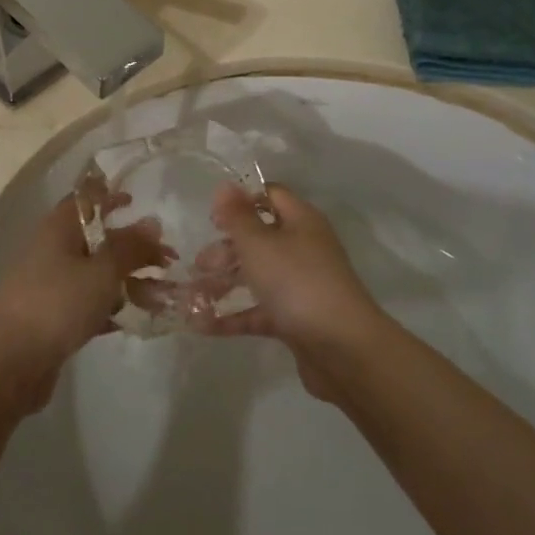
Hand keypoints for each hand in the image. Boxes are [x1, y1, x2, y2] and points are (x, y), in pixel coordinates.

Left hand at [0, 194, 167, 412]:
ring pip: (97, 273)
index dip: (110, 196)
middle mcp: (53, 250)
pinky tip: (138, 318)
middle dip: (133, 248)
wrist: (10, 362)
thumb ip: (129, 248)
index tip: (136, 202)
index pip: (86, 199)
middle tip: (168, 260)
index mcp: (59, 228)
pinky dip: (113, 306)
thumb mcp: (101, 272)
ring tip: (162, 295)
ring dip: (129, 280)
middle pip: (97, 239)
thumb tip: (152, 223)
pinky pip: (90, 302)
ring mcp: (52, 284)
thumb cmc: (57, 304)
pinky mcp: (54, 316)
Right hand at [198, 185, 385, 399]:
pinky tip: (202, 325)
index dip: (241, 200)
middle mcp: (303, 249)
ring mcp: (301, 286)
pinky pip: (260, 311)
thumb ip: (238, 216)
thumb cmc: (297, 282)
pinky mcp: (296, 320)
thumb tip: (226, 185)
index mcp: (301, 222)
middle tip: (198, 263)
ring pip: (257, 277)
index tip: (212, 216)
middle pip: (260, 239)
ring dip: (225, 283)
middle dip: (226, 249)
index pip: (271, 196)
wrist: (343, 349)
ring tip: (191, 296)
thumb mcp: (259, 244)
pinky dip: (234, 316)